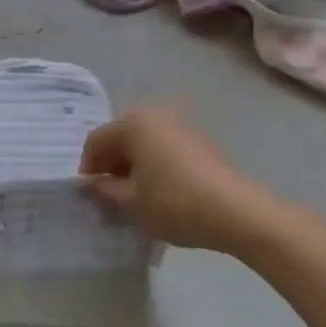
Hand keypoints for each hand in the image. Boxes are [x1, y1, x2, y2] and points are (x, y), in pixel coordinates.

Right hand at [80, 105, 269, 253]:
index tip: (90, 195)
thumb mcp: (131, 202)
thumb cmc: (174, 202)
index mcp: (133, 123)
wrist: (236, 212)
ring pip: (143, 143)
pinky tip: (160, 192)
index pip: (96, 141)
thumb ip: (104, 190)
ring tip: (136, 197)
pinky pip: (164, 148)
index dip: (88, 168)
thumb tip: (91, 184)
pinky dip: (155, 165)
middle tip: (110, 196)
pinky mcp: (199, 140)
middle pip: (120, 138)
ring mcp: (180, 125)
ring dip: (133, 166)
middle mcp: (155, 114)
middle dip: (111, 165)